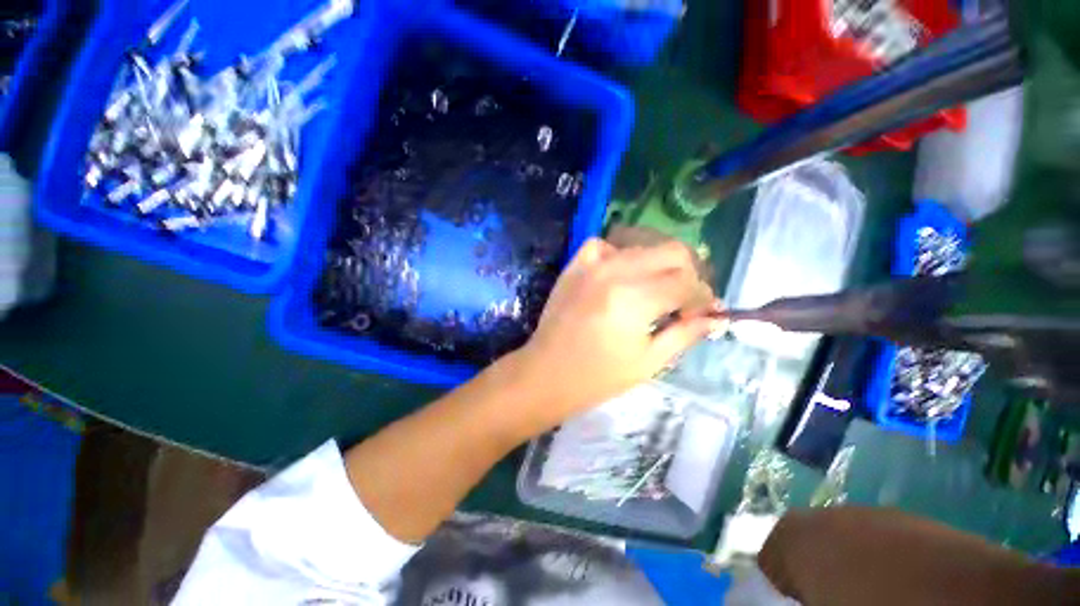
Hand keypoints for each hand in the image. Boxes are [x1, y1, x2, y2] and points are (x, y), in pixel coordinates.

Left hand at [503, 237, 723, 428]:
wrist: (546, 372)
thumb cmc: (597, 377)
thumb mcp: (648, 362)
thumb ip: (685, 334)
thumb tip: (715, 316)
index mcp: (634, 299)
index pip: (687, 283)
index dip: (704, 298)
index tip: (706, 313)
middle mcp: (615, 271)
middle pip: (671, 252)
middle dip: (689, 274)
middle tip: (686, 299)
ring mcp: (591, 264)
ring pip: (641, 246)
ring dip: (658, 265)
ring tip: (656, 289)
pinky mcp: (574, 266)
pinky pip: (603, 245)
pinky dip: (619, 254)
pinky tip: (620, 274)